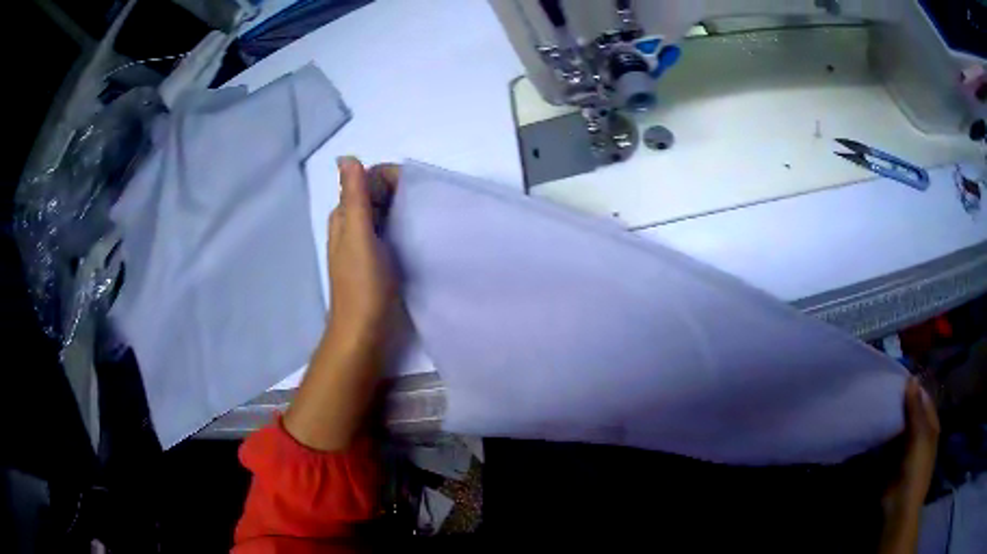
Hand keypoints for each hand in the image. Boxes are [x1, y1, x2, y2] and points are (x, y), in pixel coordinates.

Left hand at [283, 158, 399, 450]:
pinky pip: (390, 231)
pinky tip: (418, 236)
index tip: (415, 191)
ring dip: (403, 209)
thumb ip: (354, 198)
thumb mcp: (359, 236)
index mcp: (344, 216)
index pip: (366, 178)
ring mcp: (364, 243)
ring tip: (425, 219)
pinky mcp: (377, 260)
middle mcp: (351, 225)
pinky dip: (403, 226)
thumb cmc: (362, 285)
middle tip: (424, 205)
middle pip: (375, 193)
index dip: (390, 177)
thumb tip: (345, 158)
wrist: (363, 333)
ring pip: (384, 212)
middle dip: (399, 192)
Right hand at [878, 376, 939, 553]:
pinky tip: (876, 426)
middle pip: (912, 412)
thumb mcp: (919, 436)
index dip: (914, 388)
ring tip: (878, 404)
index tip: (898, 378)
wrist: (899, 506)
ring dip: (892, 418)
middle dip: (901, 402)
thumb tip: (911, 378)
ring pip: (900, 426)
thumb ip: (916, 408)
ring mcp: (906, 448)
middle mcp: (920, 433)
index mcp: (931, 425)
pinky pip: (889, 442)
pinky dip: (884, 434)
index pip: (924, 399)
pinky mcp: (892, 461)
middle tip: (885, 389)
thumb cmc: (916, 469)